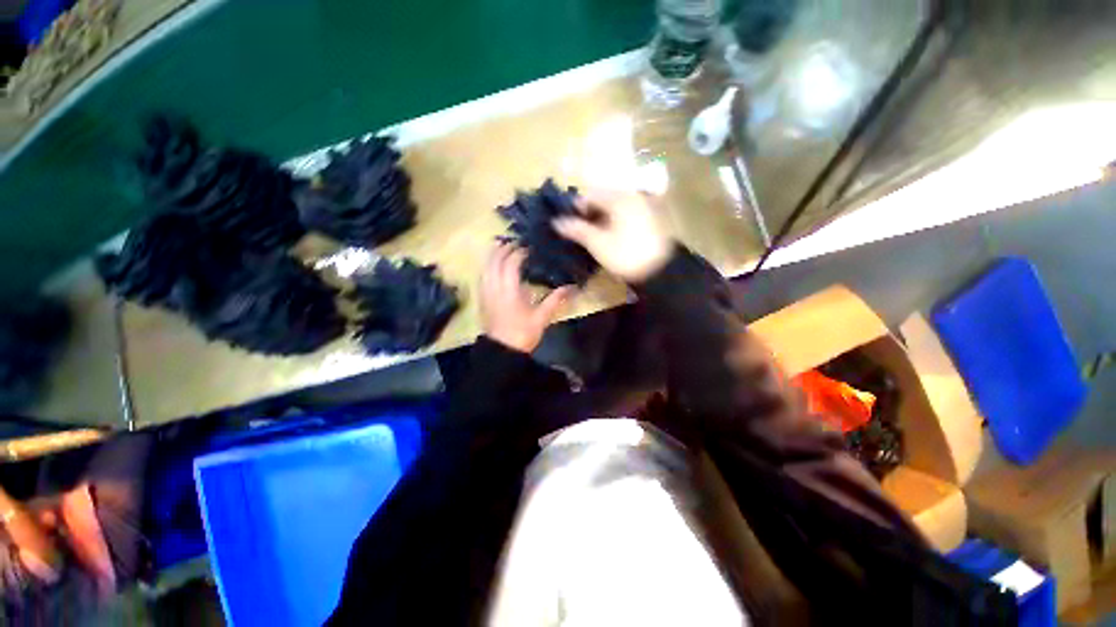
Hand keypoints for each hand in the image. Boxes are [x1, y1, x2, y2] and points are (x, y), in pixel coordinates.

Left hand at [480, 243, 574, 353]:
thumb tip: (571, 287)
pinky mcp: (482, 299)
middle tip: (515, 242)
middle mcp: (494, 288)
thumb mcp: (541, 318)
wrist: (502, 352)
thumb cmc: (523, 334)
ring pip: (485, 267)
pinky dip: (487, 267)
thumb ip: (555, 300)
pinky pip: (482, 277)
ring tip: (502, 248)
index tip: (528, 248)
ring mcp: (485, 293)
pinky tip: (493, 267)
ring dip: (493, 255)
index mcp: (509, 290)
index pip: (511, 263)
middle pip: (494, 261)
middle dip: (503, 249)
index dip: (519, 252)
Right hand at [553, 189, 672, 282]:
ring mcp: (644, 206)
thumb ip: (577, 229)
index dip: (576, 208)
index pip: (590, 194)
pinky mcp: (651, 218)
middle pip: (603, 198)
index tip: (569, 224)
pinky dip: (615, 221)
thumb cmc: (626, 255)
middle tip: (580, 231)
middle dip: (589, 213)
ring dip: (601, 218)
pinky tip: (610, 235)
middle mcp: (633, 195)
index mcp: (620, 197)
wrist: (661, 271)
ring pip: (615, 206)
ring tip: (593, 235)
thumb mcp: (598, 243)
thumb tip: (556, 222)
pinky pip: (626, 213)